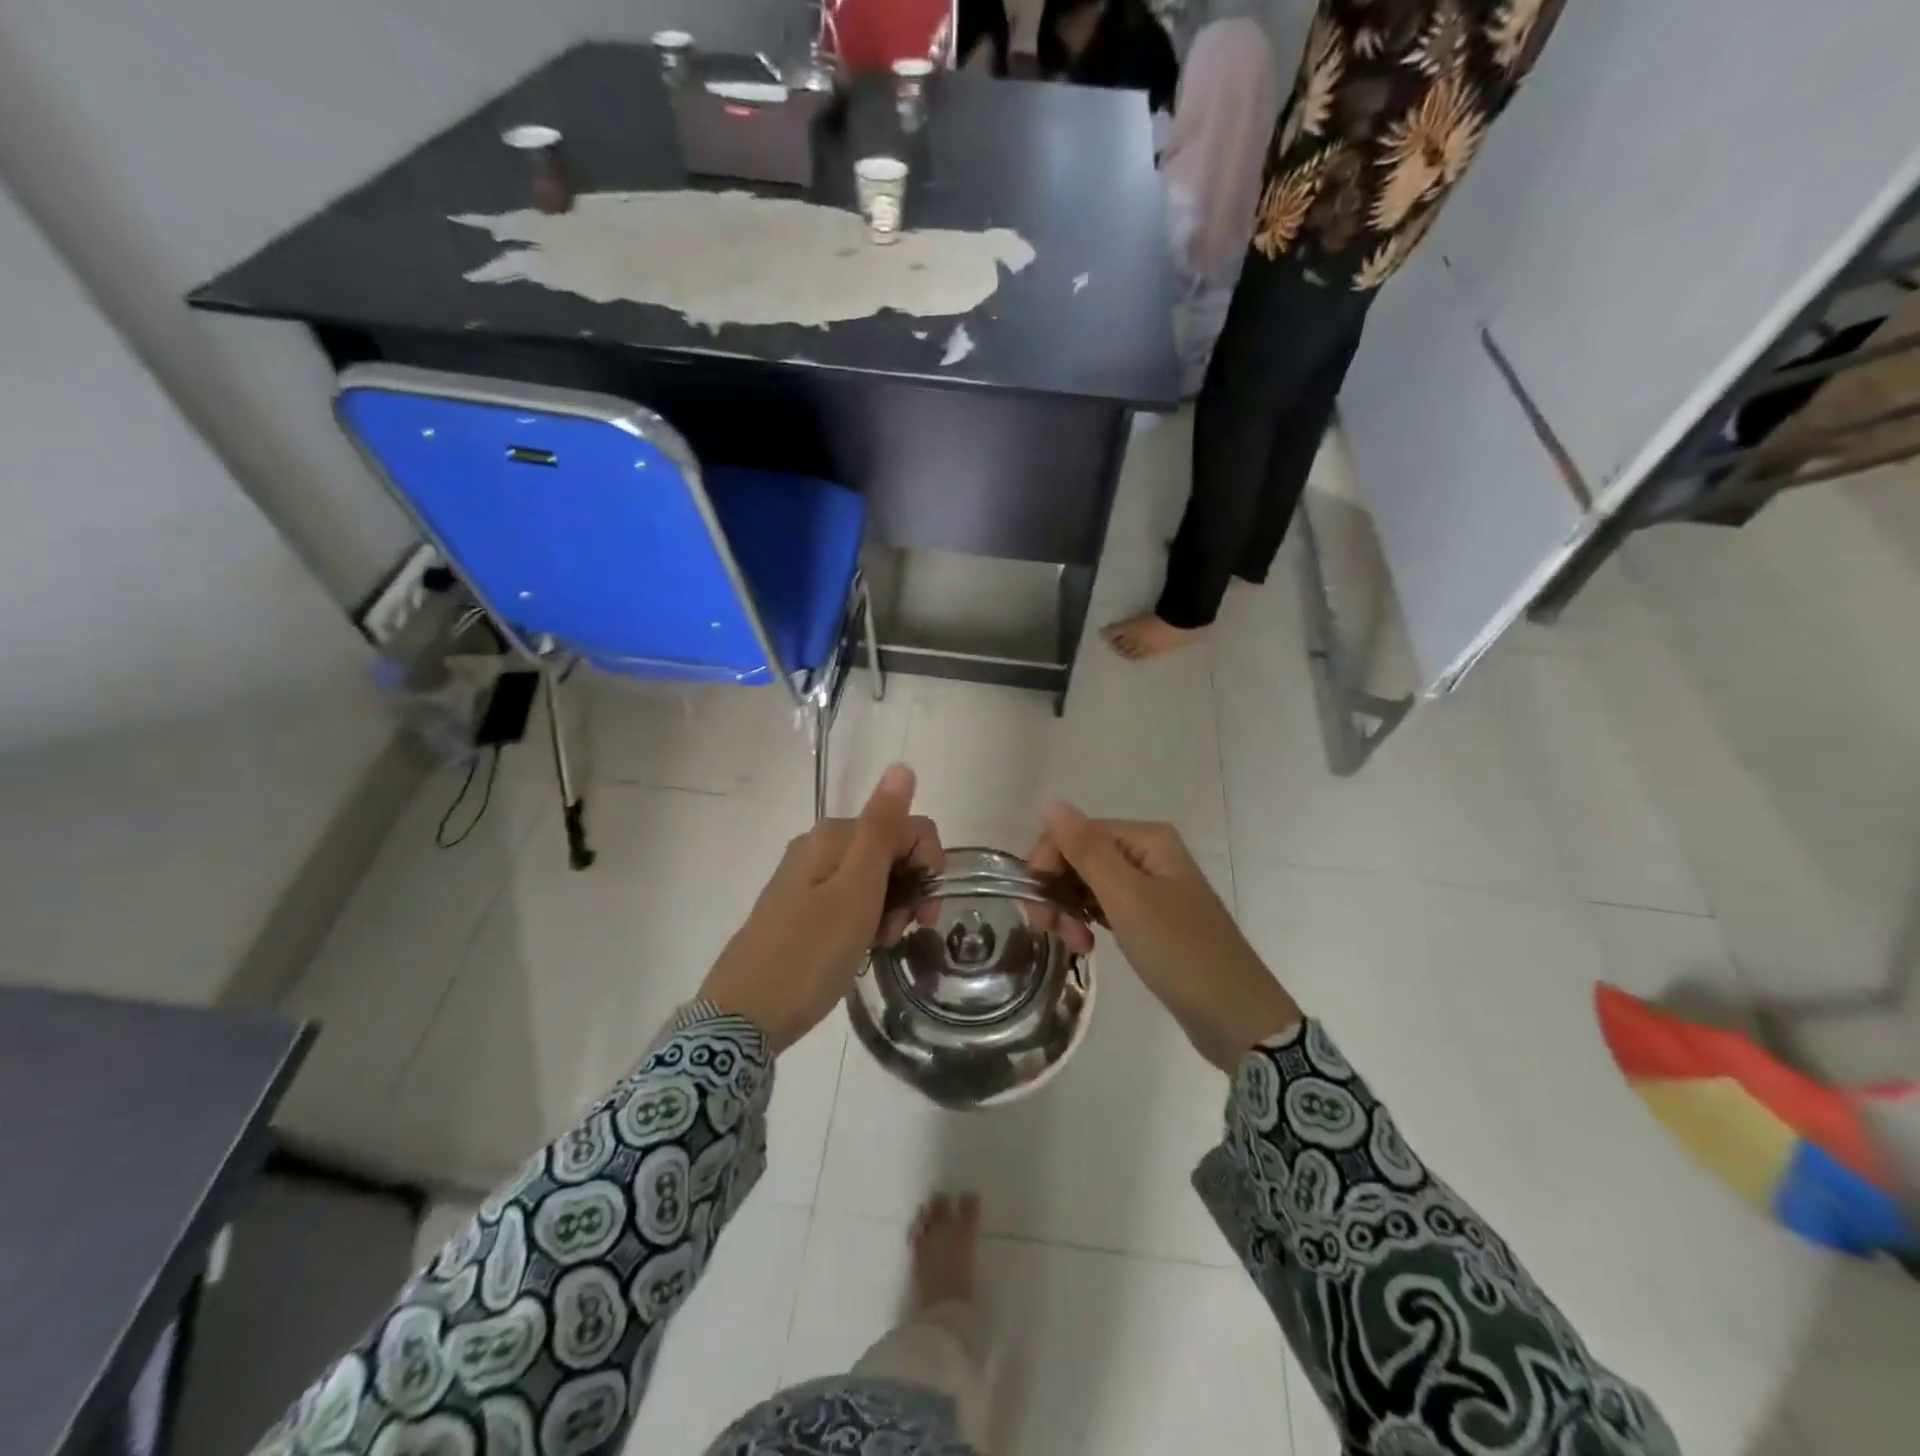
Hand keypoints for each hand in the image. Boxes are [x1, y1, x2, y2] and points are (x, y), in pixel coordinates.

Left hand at [698, 765, 940, 1052]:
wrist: (744, 1016)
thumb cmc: (810, 953)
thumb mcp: (856, 891)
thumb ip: (882, 827)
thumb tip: (902, 766)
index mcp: (835, 835)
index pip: (908, 827)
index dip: (928, 865)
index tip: (922, 912)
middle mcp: (820, 845)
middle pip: (890, 850)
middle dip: (908, 888)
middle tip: (897, 931)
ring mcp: (807, 876)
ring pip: (873, 876)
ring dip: (889, 906)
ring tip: (876, 943)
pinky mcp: (800, 906)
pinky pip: (850, 898)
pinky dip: (866, 918)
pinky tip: (860, 946)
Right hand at [1028, 803, 1300, 1071]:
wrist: (1235, 1016)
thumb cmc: (1179, 951)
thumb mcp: (1127, 898)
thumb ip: (1087, 850)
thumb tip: (1051, 803)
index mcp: (1147, 838)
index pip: (1076, 832)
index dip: (1048, 862)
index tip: (1037, 905)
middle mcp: (1148, 853)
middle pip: (1080, 856)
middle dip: (1058, 889)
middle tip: (1051, 930)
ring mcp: (1150, 886)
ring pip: (1088, 883)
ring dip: (1069, 910)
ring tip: (1076, 945)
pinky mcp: (1149, 917)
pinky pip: (1104, 906)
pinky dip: (1087, 922)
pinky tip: (1086, 945)